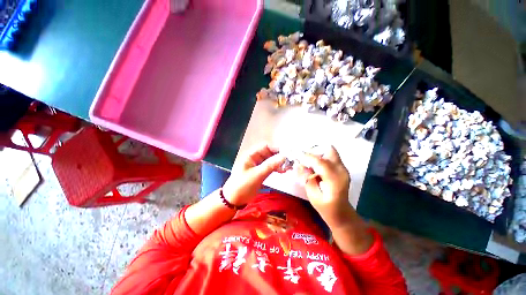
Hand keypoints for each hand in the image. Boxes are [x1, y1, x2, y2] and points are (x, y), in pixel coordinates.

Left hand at [222, 143, 284, 205]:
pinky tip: (283, 171)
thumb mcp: (257, 174)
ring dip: (279, 163)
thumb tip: (284, 157)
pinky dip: (276, 168)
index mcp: (251, 155)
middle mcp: (255, 158)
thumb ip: (270, 165)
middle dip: (279, 156)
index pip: (265, 146)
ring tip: (288, 167)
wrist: (234, 200)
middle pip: (269, 153)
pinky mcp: (261, 173)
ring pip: (271, 160)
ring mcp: (258, 166)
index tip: (287, 154)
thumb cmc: (243, 185)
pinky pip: (270, 168)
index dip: (276, 148)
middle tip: (290, 162)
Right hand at [297, 146, 351, 226]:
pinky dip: (320, 156)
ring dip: (317, 152)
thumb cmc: (326, 208)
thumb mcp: (313, 195)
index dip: (307, 157)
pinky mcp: (341, 168)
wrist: (341, 213)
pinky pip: (330, 156)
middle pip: (328, 150)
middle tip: (303, 156)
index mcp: (335, 180)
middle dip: (314, 150)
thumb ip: (306, 178)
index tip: (296, 155)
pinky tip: (313, 163)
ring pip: (329, 151)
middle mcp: (341, 171)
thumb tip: (299, 165)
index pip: (320, 162)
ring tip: (307, 159)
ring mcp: (343, 168)